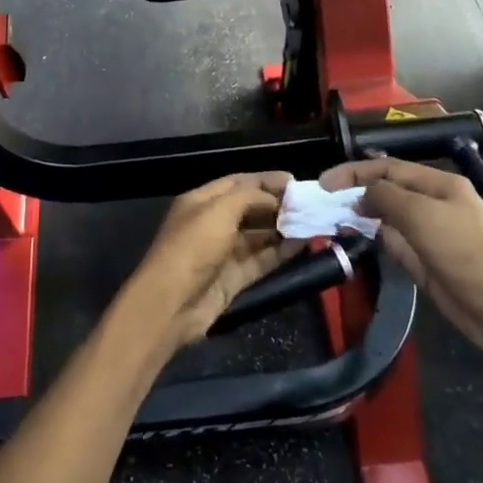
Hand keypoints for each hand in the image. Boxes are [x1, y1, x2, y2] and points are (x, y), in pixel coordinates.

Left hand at [124, 173, 292, 352]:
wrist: (171, 303)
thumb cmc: (193, 247)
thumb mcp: (219, 211)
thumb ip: (249, 197)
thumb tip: (275, 199)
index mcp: (201, 201)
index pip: (237, 182)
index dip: (265, 180)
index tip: (294, 181)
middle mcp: (212, 223)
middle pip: (249, 208)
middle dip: (277, 204)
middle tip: (308, 204)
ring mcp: (223, 252)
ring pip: (258, 235)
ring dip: (282, 228)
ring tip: (311, 223)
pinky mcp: (234, 278)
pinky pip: (261, 260)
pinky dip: (281, 252)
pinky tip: (303, 245)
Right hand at [321, 157, 482, 363]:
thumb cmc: (465, 253)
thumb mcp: (422, 215)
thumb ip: (386, 197)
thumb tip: (361, 195)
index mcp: (439, 184)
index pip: (388, 167)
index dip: (354, 172)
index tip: (323, 183)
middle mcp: (433, 203)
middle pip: (386, 189)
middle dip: (355, 191)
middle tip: (322, 202)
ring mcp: (429, 232)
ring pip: (386, 216)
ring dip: (361, 214)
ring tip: (330, 218)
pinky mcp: (424, 260)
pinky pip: (392, 241)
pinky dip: (372, 237)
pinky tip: (353, 237)